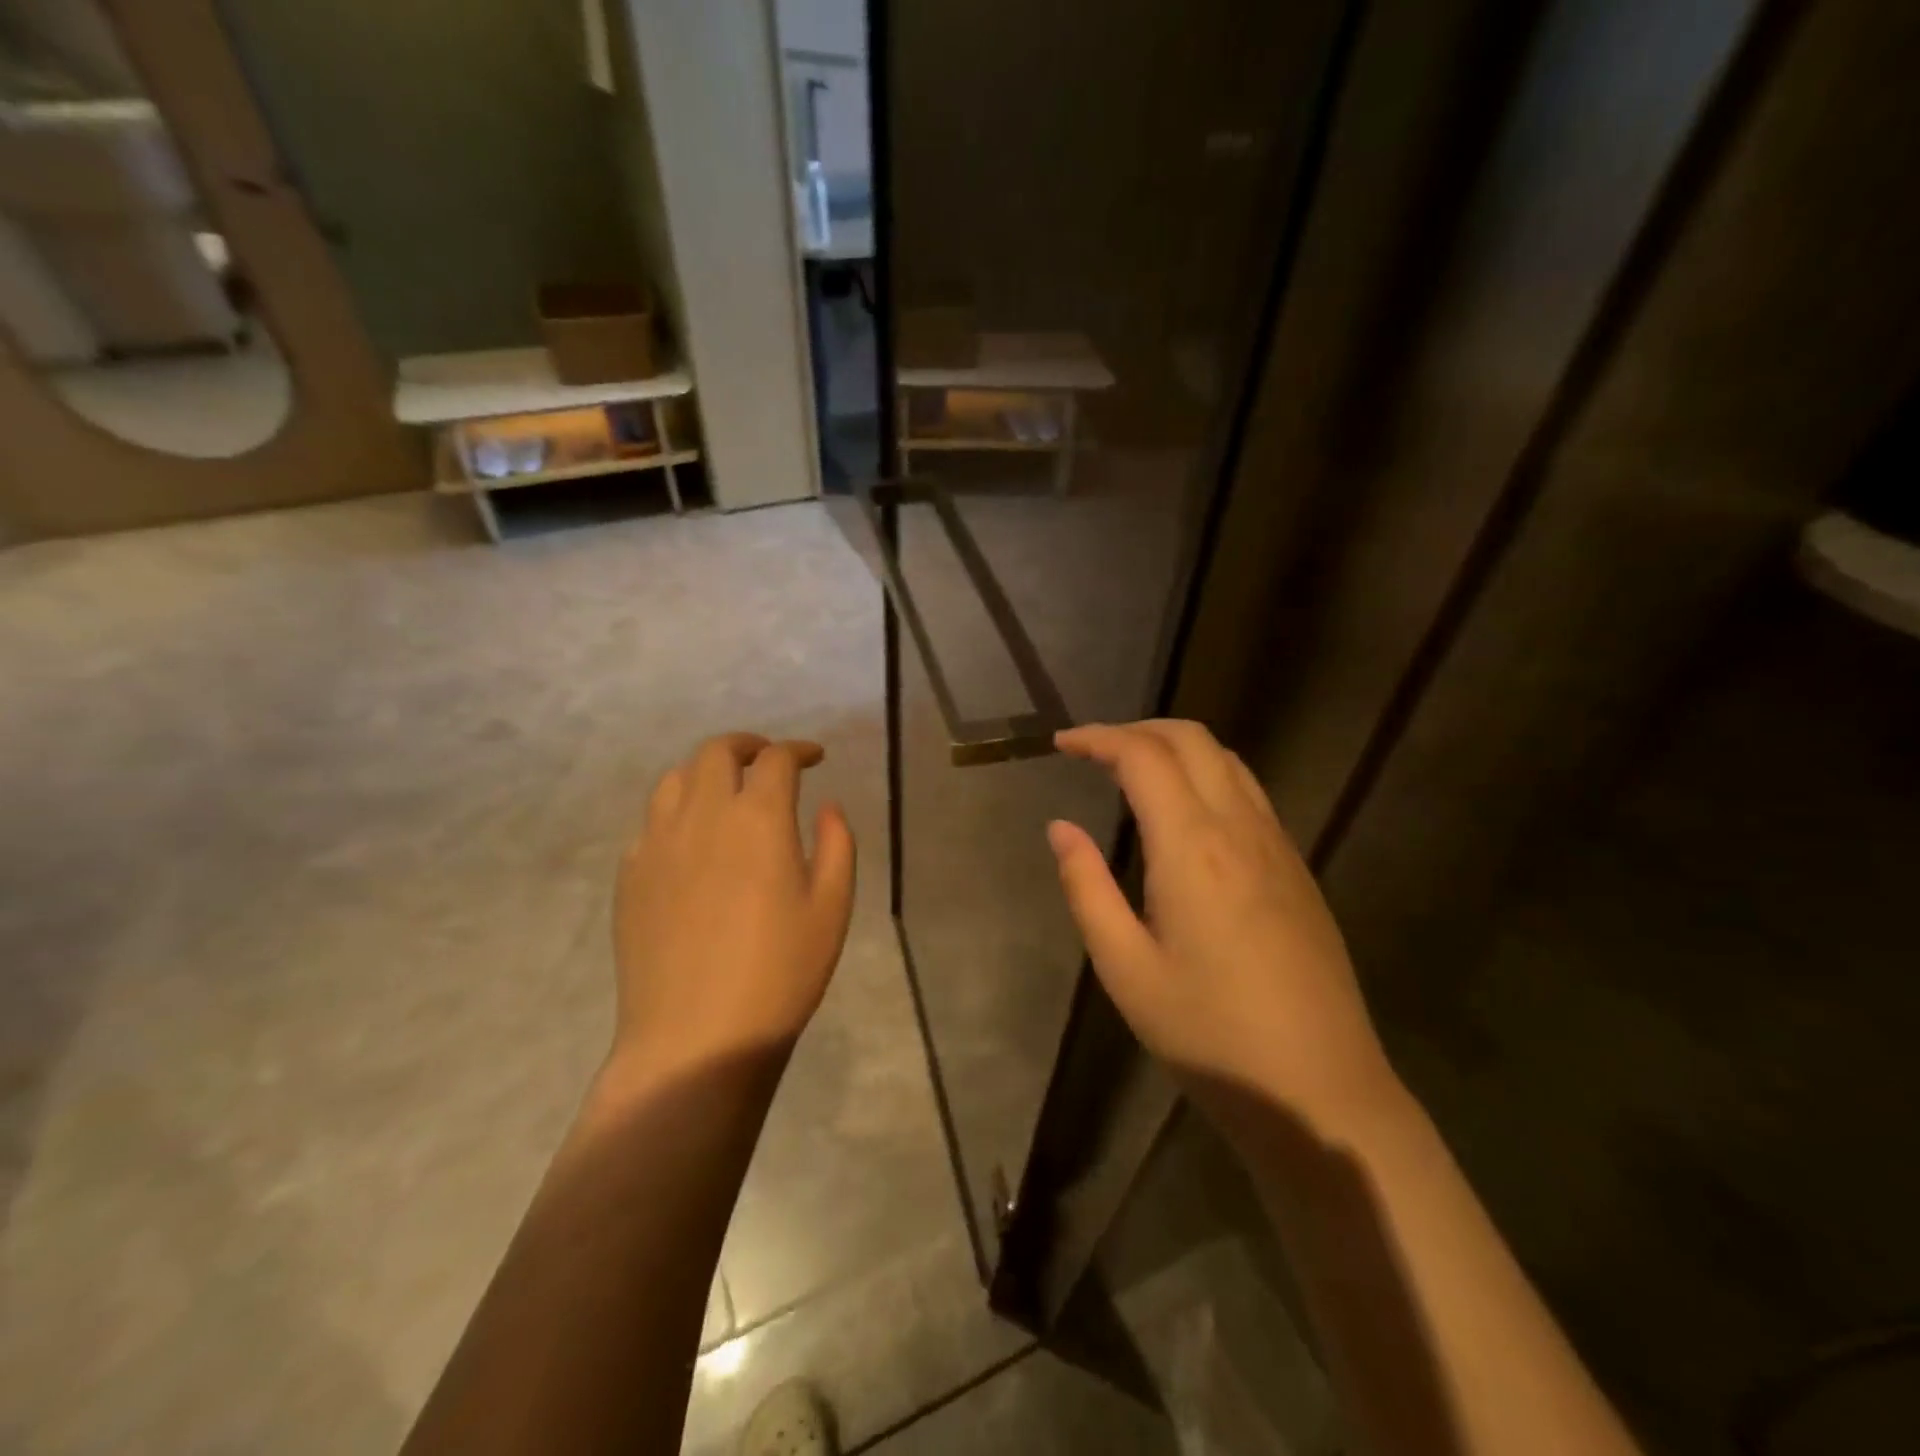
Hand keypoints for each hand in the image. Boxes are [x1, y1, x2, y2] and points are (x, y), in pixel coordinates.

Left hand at [610, 733, 855, 1076]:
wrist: (696, 1037)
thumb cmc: (781, 973)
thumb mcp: (832, 908)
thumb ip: (837, 844)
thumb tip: (826, 806)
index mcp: (758, 819)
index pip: (776, 759)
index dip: (798, 750)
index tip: (814, 757)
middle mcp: (702, 815)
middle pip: (716, 752)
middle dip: (747, 746)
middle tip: (767, 761)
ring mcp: (657, 843)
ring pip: (675, 778)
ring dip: (705, 772)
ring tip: (725, 792)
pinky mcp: (629, 874)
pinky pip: (651, 821)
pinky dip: (677, 811)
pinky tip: (691, 841)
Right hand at [1049, 720, 1397, 1136]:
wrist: (1320, 1090)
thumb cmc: (1209, 1034)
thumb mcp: (1125, 968)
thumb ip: (1087, 888)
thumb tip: (1061, 828)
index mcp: (1192, 846)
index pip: (1143, 757)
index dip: (1098, 738)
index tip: (1062, 743)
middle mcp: (1240, 828)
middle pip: (1192, 739)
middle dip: (1137, 729)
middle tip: (1093, 751)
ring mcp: (1278, 845)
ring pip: (1227, 760)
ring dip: (1175, 747)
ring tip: (1132, 772)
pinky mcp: (1297, 869)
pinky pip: (1248, 792)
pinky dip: (1207, 774)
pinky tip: (1185, 814)